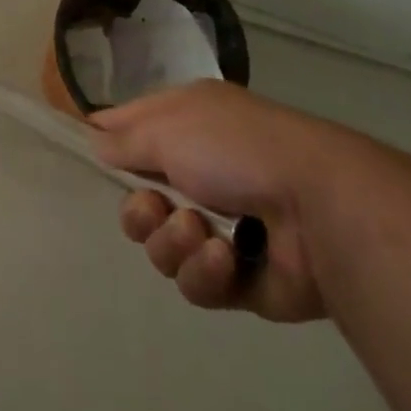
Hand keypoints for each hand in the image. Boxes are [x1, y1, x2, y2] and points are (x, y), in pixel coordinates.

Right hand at [90, 80, 335, 322]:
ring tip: (200, 232)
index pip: (133, 132)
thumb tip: (96, 140)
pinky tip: (226, 257)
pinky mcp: (239, 279)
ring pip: (163, 248)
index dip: (111, 145)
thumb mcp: (167, 126)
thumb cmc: (235, 148)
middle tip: (157, 209)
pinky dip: (204, 270)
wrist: (317, 208)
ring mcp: (221, 227)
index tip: (93, 158)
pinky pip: (195, 284)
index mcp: (187, 126)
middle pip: (140, 203)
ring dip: (173, 242)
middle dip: (140, 213)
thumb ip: (125, 138)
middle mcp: (200, 172)